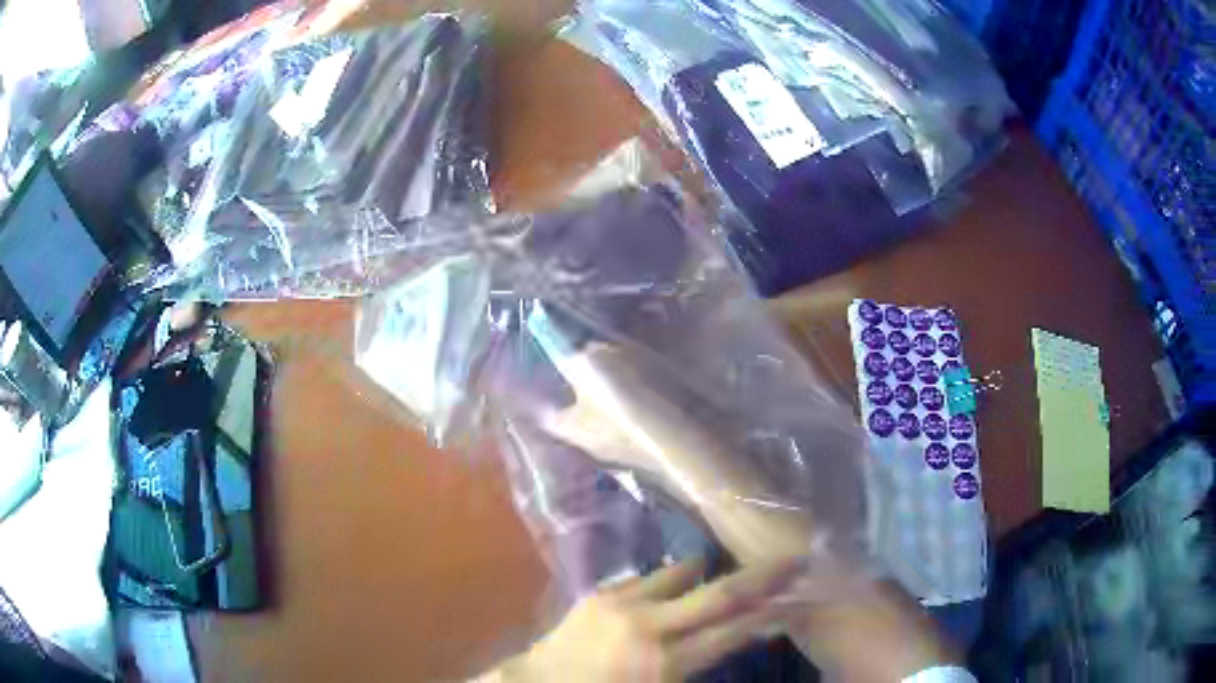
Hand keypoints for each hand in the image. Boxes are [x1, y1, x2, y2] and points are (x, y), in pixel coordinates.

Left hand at [492, 557, 805, 681]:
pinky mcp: (601, 592)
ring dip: (709, 573)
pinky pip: (649, 578)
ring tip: (726, 571)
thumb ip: (701, 666)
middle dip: (762, 576)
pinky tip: (673, 593)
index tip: (800, 597)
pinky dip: (670, 583)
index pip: (732, 631)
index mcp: (665, 662)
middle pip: (720, 593)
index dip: (771, 614)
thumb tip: (741, 637)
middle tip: (795, 559)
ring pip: (683, 571)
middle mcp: (649, 624)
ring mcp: (622, 601)